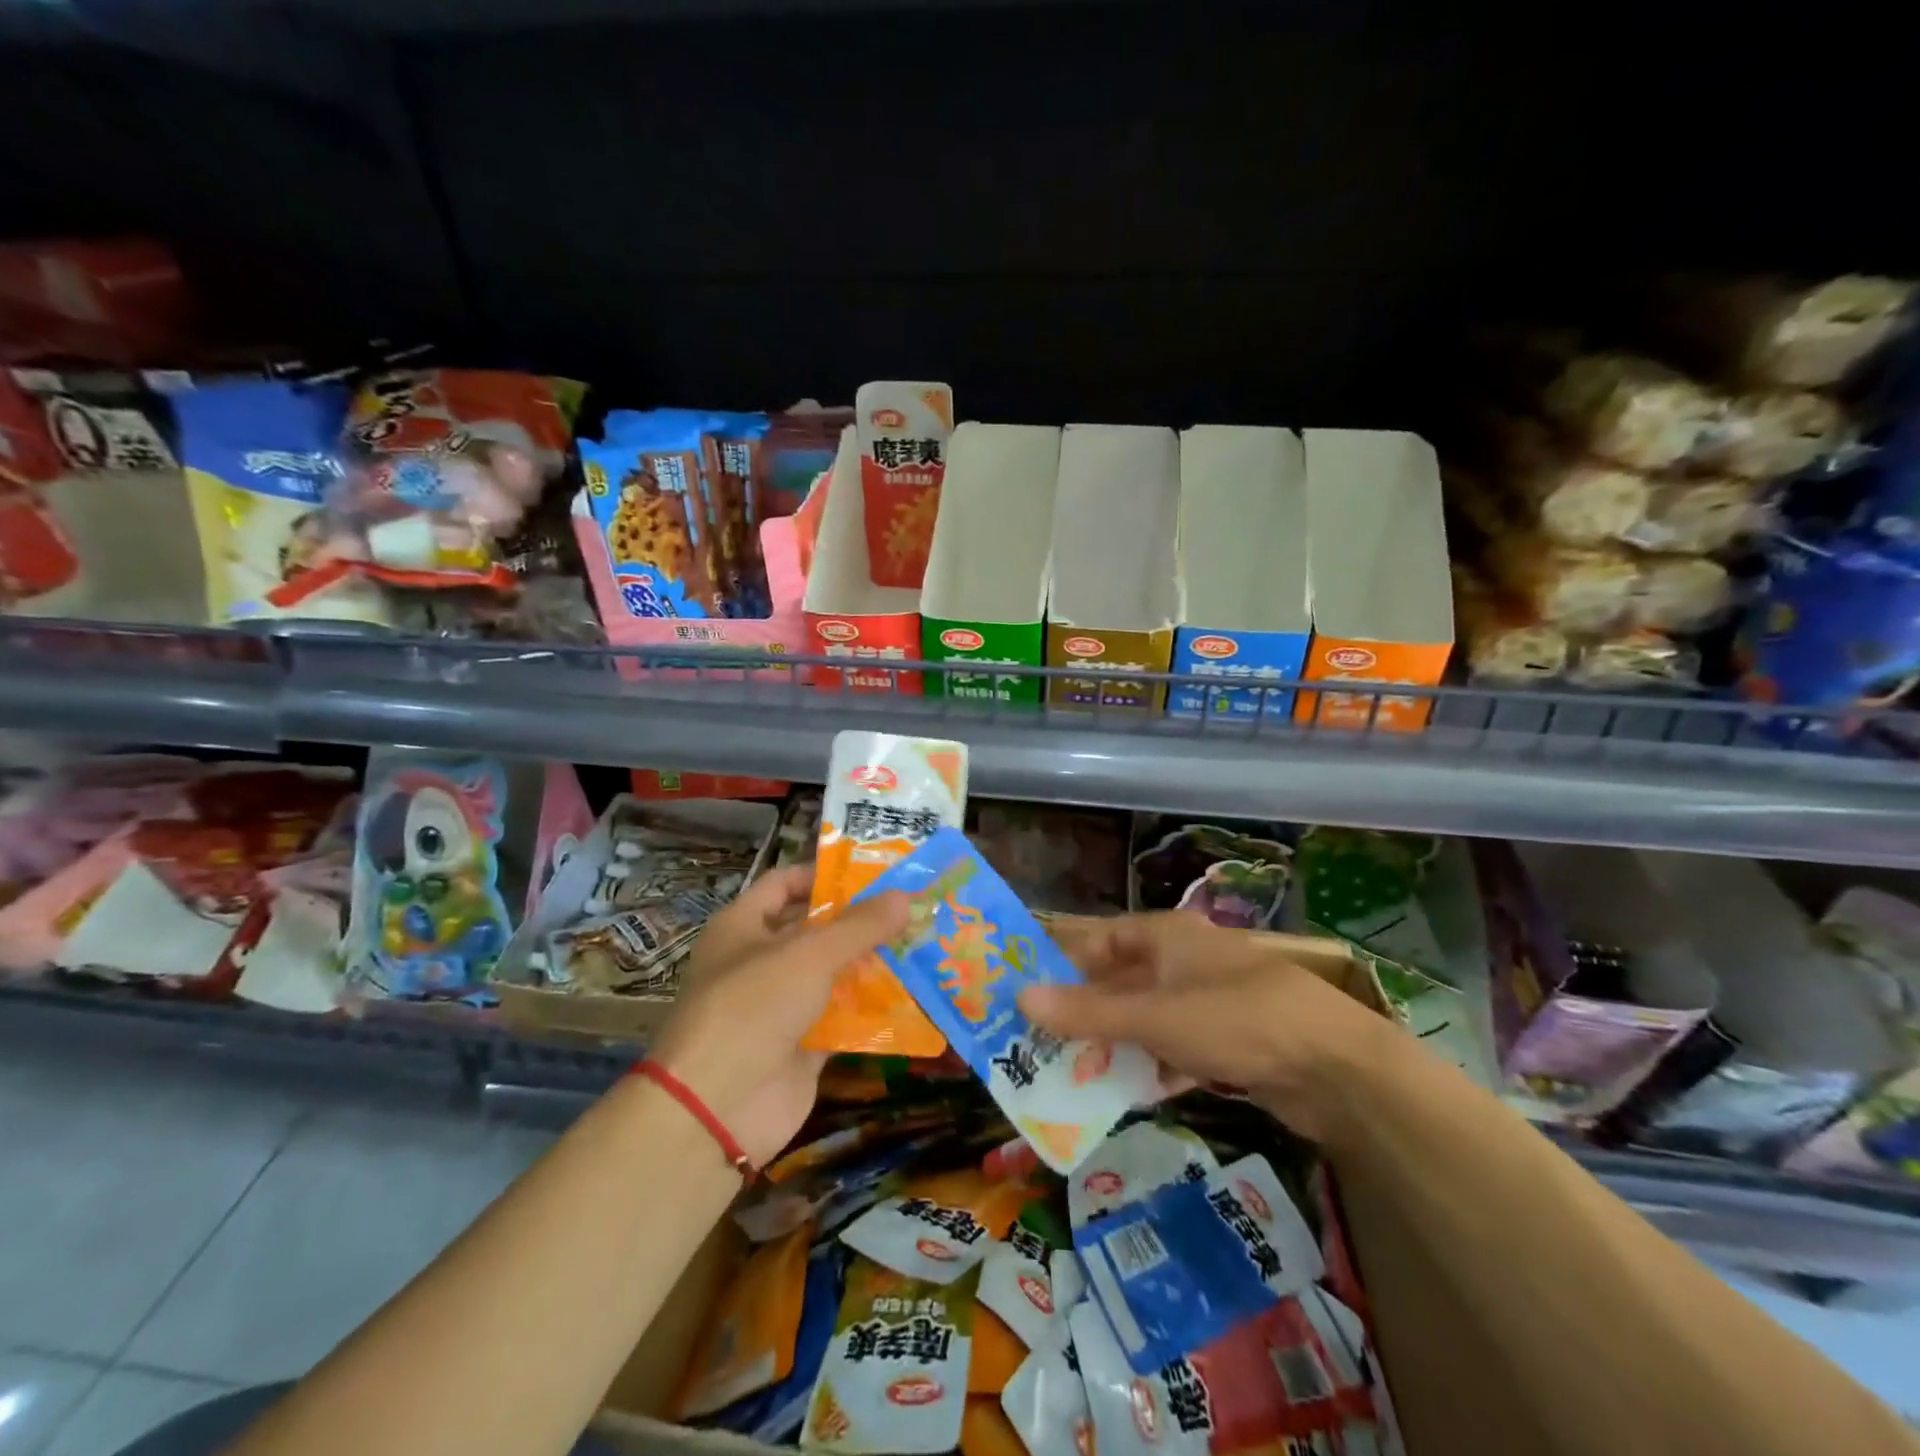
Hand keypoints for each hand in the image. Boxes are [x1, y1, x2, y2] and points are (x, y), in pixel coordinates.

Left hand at [650, 866, 908, 1165]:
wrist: (717, 1108)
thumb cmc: (753, 1007)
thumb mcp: (809, 955)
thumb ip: (859, 926)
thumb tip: (904, 896)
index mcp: (743, 927)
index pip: (784, 884)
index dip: (824, 875)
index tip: (873, 874)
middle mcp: (759, 962)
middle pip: (814, 930)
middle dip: (859, 921)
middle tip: (911, 908)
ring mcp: (780, 1007)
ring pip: (832, 975)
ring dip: (871, 964)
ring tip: (922, 944)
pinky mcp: (801, 1046)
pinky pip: (843, 1019)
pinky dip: (871, 1010)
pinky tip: (912, 995)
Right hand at [1017, 912, 1390, 1142]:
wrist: (1336, 1069)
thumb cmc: (1235, 1019)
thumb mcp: (1153, 1017)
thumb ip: (1087, 1012)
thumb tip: (1020, 997)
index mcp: (1168, 936)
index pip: (1104, 940)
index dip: (1067, 963)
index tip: (1031, 995)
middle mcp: (1186, 961)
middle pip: (1123, 983)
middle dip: (1087, 1014)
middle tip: (1043, 1045)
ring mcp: (1210, 1002)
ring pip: (1148, 1020)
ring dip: (1117, 1046)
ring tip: (1074, 1076)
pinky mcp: (1230, 1043)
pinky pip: (1176, 1050)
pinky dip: (1154, 1067)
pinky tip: (1131, 1093)